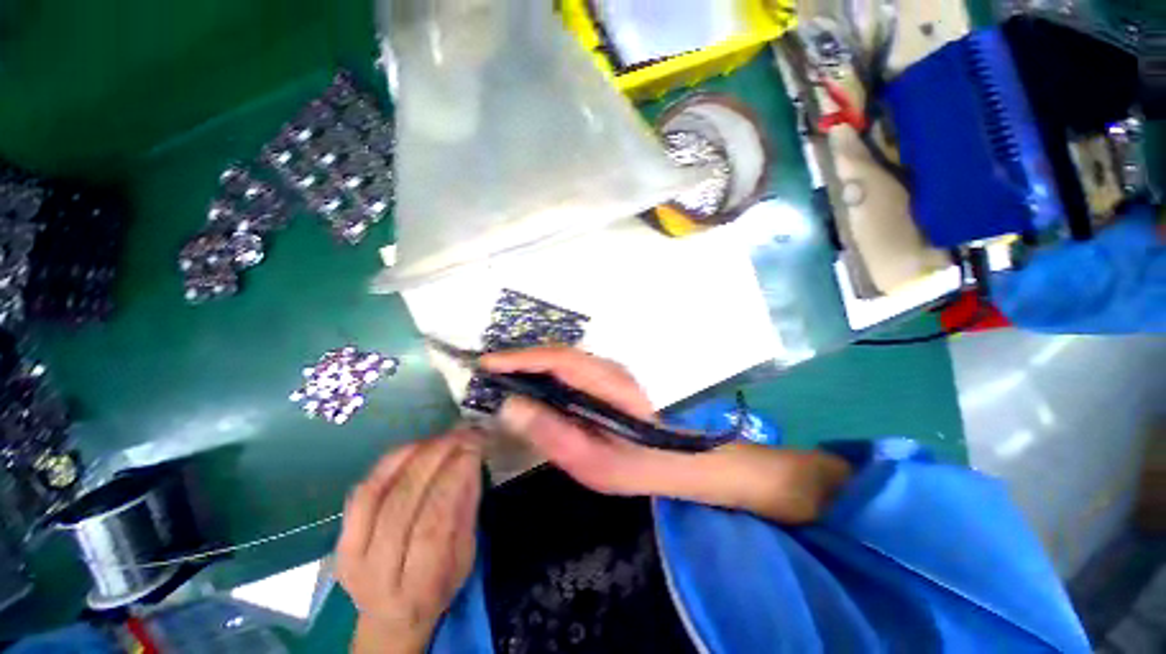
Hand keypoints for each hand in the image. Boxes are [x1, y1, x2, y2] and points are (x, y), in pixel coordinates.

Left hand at [337, 428, 482, 653]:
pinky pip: (360, 493)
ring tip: (440, 437)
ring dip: (412, 455)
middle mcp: (378, 574)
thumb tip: (471, 460)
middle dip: (435, 458)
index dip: (453, 478)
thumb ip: (466, 509)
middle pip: (402, 504)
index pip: (433, 525)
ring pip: (376, 494)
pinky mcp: (338, 541)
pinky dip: (387, 463)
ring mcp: (350, 557)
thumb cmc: (439, 586)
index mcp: (419, 586)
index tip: (473, 447)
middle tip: (460, 433)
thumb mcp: (465, 556)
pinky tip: (413, 447)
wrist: (389, 616)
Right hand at [482, 347, 850, 522]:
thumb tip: (510, 405)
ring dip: (531, 364)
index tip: (488, 363)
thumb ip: (552, 433)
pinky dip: (544, 372)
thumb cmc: (633, 466)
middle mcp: (607, 368)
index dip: (521, 358)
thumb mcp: (590, 460)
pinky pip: (568, 368)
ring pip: (562, 359)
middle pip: (558, 354)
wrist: (670, 460)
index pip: (558, 360)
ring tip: (501, 377)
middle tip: (488, 372)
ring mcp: (607, 371)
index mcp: (607, 384)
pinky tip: (530, 385)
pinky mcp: (604, 378)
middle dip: (520, 359)